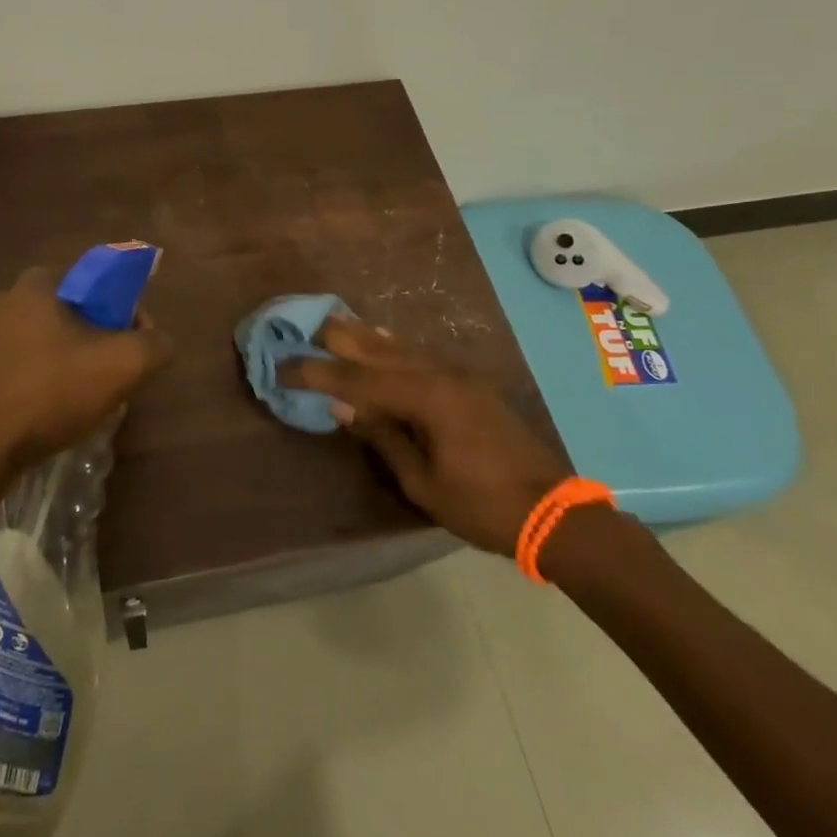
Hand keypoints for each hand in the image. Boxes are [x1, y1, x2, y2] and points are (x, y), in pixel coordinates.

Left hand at [0, 266, 172, 493]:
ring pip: (51, 343)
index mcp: (38, 283)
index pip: (99, 284)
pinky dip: (47, 384)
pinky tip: (56, 414)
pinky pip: (27, 368)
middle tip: (116, 377)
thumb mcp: (121, 365)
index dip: (126, 313)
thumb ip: (154, 345)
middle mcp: (7, 299)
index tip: (136, 347)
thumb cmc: (48, 392)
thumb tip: (158, 342)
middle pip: (76, 314)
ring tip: (89, 401)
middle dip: (101, 341)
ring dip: (74, 365)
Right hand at [280, 317, 569, 555]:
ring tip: (334, 324)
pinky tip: (380, 339)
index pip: (357, 379)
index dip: (316, 373)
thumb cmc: (483, 506)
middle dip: (338, 339)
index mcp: (425, 398)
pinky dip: (392, 346)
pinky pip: (419, 354)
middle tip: (303, 327)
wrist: (553, 512)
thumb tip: (341, 406)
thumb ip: (383, 437)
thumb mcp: (423, 482)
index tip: (283, 367)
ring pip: (400, 347)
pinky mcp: (468, 383)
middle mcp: (439, 375)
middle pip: (378, 349)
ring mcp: (457, 375)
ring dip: (364, 337)